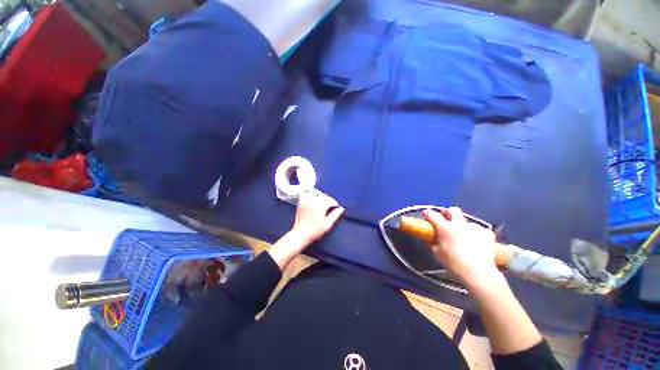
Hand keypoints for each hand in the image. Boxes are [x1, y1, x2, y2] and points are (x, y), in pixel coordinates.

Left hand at [290, 189, 344, 245]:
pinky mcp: (300, 203)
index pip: (330, 200)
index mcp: (320, 206)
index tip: (336, 208)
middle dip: (328, 199)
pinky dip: (309, 194)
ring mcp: (305, 201)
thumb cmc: (316, 231)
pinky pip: (305, 194)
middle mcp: (313, 201)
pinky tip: (312, 199)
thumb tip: (341, 208)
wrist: (300, 235)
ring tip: (321, 200)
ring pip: (314, 191)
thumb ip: (335, 215)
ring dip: (319, 194)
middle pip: (323, 195)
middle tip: (330, 205)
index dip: (334, 203)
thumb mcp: (328, 224)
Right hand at [423, 207, 500, 288]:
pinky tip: (476, 243)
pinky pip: (478, 230)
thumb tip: (433, 237)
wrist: (479, 273)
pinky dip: (475, 234)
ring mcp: (475, 227)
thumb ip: (434, 241)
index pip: (432, 214)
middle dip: (447, 213)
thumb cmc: (454, 264)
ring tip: (464, 237)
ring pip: (466, 221)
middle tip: (445, 220)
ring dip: (462, 226)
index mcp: (445, 228)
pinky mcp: (487, 233)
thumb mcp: (437, 253)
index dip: (427, 213)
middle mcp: (460, 224)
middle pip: (452, 210)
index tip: (425, 215)